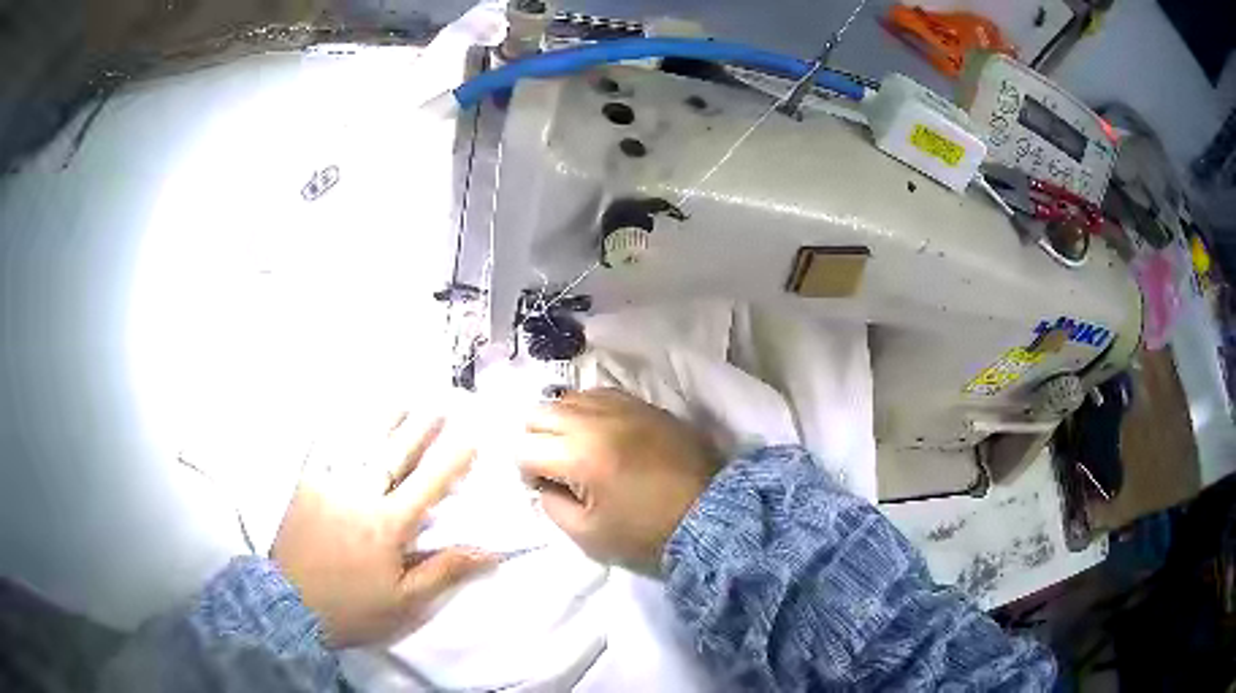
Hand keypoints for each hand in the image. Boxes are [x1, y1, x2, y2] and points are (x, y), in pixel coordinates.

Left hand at [272, 416, 494, 647]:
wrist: (288, 606)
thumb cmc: (353, 607)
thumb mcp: (405, 601)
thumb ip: (444, 571)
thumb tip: (488, 552)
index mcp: (387, 524)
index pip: (428, 484)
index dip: (452, 460)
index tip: (471, 436)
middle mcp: (359, 495)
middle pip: (395, 454)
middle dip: (421, 428)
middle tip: (439, 403)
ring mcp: (327, 486)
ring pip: (359, 444)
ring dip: (384, 421)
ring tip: (401, 401)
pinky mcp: (303, 487)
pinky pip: (320, 450)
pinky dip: (335, 429)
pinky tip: (343, 415)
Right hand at [518, 388, 720, 574]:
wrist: (710, 514)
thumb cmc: (648, 533)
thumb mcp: (588, 536)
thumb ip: (552, 506)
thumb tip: (544, 482)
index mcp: (579, 456)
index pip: (524, 448)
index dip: (526, 472)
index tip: (544, 487)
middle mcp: (595, 421)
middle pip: (539, 413)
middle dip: (536, 440)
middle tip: (554, 466)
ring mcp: (622, 407)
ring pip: (568, 398)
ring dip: (561, 423)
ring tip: (578, 449)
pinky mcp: (644, 404)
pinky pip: (599, 394)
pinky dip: (588, 411)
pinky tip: (600, 434)